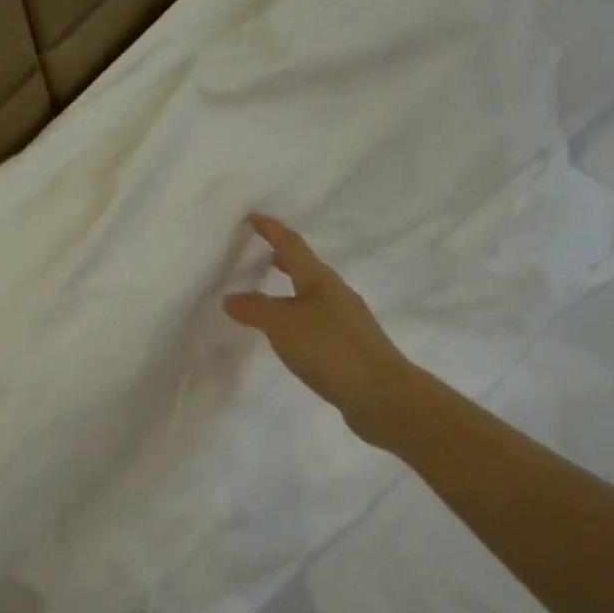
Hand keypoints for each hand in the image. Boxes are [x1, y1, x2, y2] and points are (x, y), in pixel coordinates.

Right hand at [223, 214, 414, 446]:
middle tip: (263, 253)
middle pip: (306, 268)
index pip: (291, 246)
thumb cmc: (331, 350)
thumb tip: (230, 297)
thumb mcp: (283, 326)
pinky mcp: (349, 347)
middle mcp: (336, 294)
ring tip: (270, 293)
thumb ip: (255, 310)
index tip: (254, 217)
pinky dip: (298, 316)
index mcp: (320, 280)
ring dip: (291, 289)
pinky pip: (316, 321)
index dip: (272, 230)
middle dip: (284, 259)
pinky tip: (289, 334)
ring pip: (312, 295)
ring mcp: (346, 321)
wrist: (383, 395)